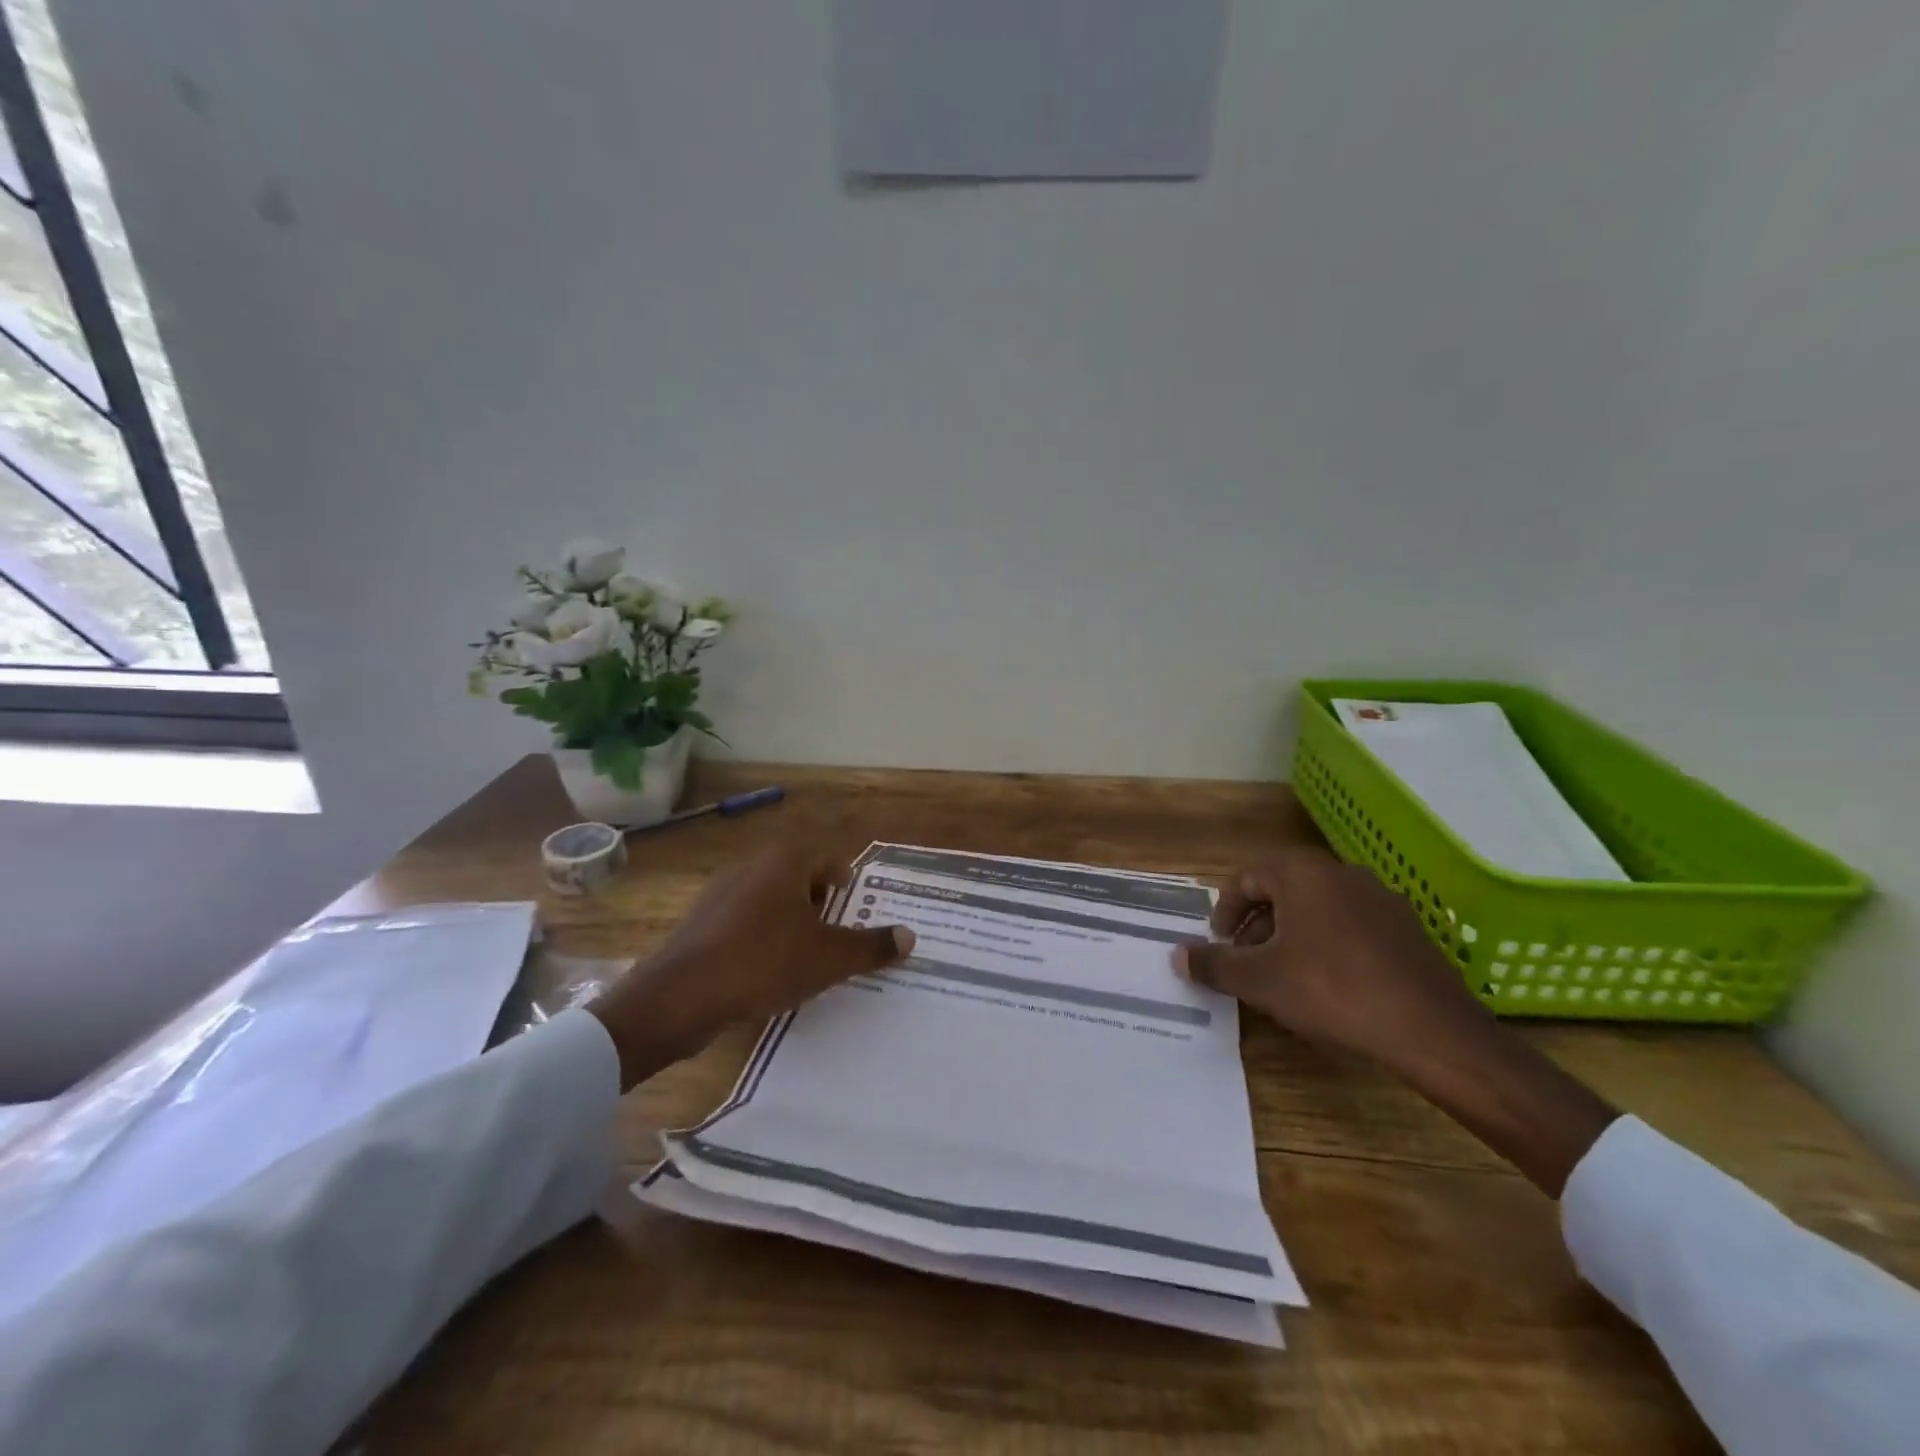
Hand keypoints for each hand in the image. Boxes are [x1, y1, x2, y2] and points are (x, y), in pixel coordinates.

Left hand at [589, 846, 914, 1090]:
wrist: (679, 998)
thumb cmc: (764, 963)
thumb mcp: (829, 958)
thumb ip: (872, 946)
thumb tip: (911, 937)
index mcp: (784, 863)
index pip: (826, 857)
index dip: (845, 881)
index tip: (855, 908)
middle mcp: (751, 868)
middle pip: (798, 876)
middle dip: (821, 903)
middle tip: (837, 935)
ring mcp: (720, 895)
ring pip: (770, 900)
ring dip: (792, 922)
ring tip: (806, 956)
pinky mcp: (700, 924)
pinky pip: (744, 922)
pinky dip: (762, 938)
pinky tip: (767, 972)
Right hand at [1174, 847, 1490, 1077]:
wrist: (1432, 1031)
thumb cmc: (1332, 991)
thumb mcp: (1260, 981)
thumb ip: (1214, 964)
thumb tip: (1177, 954)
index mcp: (1303, 874)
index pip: (1248, 876)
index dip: (1226, 909)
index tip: (1220, 942)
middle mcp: (1342, 874)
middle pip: (1283, 889)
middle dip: (1257, 924)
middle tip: (1245, 960)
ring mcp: (1381, 900)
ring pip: (1318, 908)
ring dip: (1290, 935)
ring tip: (1283, 976)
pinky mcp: (1408, 930)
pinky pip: (1351, 926)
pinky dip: (1327, 945)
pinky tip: (1329, 986)